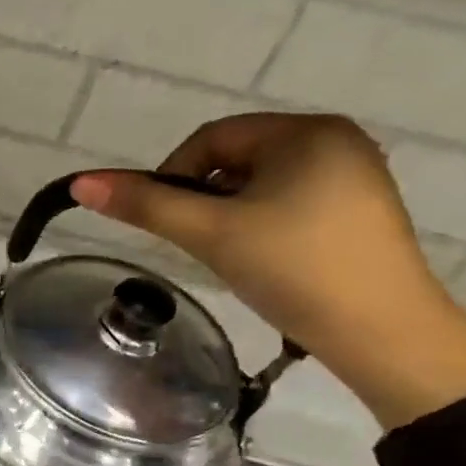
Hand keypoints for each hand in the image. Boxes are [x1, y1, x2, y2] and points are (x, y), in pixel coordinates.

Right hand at [70, 113, 465, 429]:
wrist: (384, 333)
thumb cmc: (293, 270)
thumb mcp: (210, 233)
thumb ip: (146, 205)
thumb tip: (81, 183)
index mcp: (306, 132)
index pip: (212, 138)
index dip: (174, 175)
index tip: (166, 223)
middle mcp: (336, 141)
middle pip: (237, 159)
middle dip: (205, 198)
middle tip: (198, 244)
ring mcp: (355, 176)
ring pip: (261, 184)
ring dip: (230, 213)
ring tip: (230, 255)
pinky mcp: (361, 210)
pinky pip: (290, 201)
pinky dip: (261, 224)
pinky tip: (263, 259)